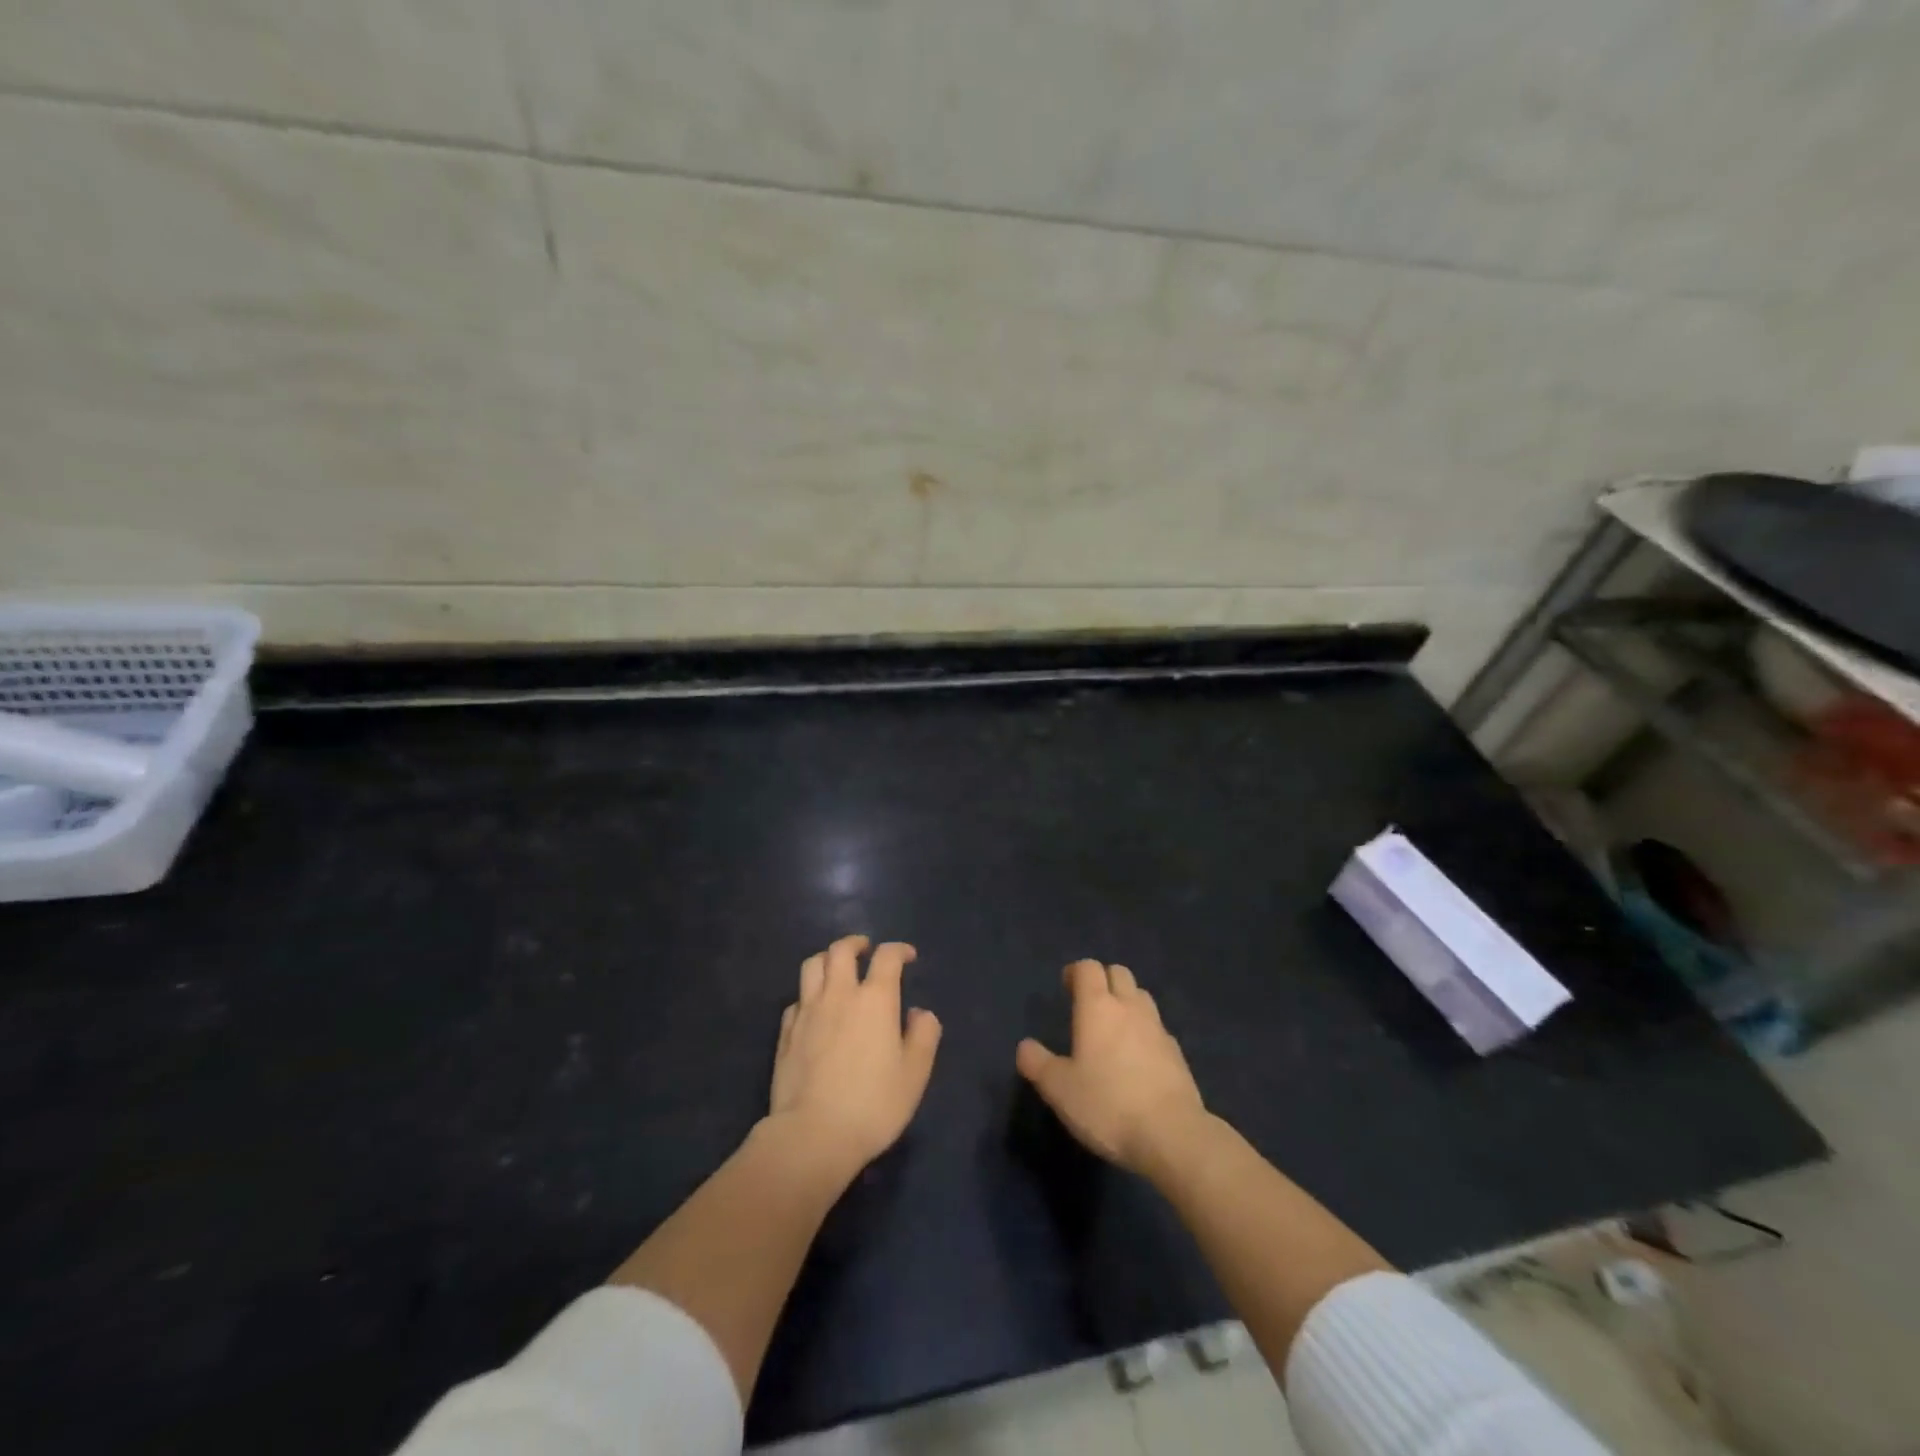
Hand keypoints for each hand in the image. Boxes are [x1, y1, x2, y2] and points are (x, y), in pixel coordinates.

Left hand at [766, 935, 941, 1176]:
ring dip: (827, 959)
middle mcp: (839, 995)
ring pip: (812, 965)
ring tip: (837, 969)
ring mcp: (807, 1011)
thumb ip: (923, 1036)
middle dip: (856, 943)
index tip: (908, 956)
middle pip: (841, 950)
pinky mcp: (785, 1032)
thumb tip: (920, 1013)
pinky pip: (797, 999)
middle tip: (866, 950)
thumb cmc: (873, 1104)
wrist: (813, 1135)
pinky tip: (815, 1009)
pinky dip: (809, 994)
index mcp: (875, 999)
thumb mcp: (914, 1074)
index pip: (886, 957)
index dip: (898, 950)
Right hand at [1016, 959, 1205, 1175]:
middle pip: (1119, 973)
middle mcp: (1129, 1008)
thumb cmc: (1107, 1105)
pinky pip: (1157, 1028)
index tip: (1066, 987)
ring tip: (1113, 1029)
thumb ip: (1038, 1063)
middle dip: (1103, 980)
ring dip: (1126, 1002)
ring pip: (1141, 997)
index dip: (1076, 972)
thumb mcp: (1059, 1089)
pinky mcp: (1177, 1053)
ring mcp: (1157, 1028)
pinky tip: (1137, 1059)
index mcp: (1097, 1007)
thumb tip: (1025, 1046)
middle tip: (1088, 1005)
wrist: (1172, 1135)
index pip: (1088, 968)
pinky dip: (1144, 1031)